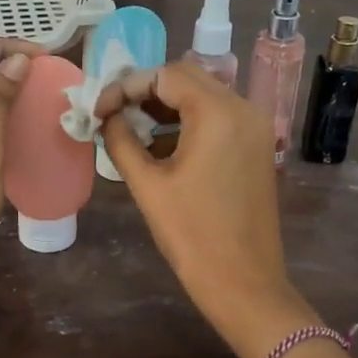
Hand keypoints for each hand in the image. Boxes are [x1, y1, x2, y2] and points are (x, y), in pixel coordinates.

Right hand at [98, 62, 315, 356]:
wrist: (244, 283)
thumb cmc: (192, 235)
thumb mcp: (148, 185)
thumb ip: (122, 141)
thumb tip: (106, 118)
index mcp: (217, 113)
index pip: (166, 75)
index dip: (126, 86)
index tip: (99, 110)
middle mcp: (243, 108)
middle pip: (187, 78)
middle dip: (146, 91)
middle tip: (113, 113)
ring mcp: (256, 127)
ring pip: (204, 95)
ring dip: (167, 105)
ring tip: (131, 128)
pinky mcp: (257, 146)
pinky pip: (219, 117)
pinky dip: (189, 121)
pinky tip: (162, 145)